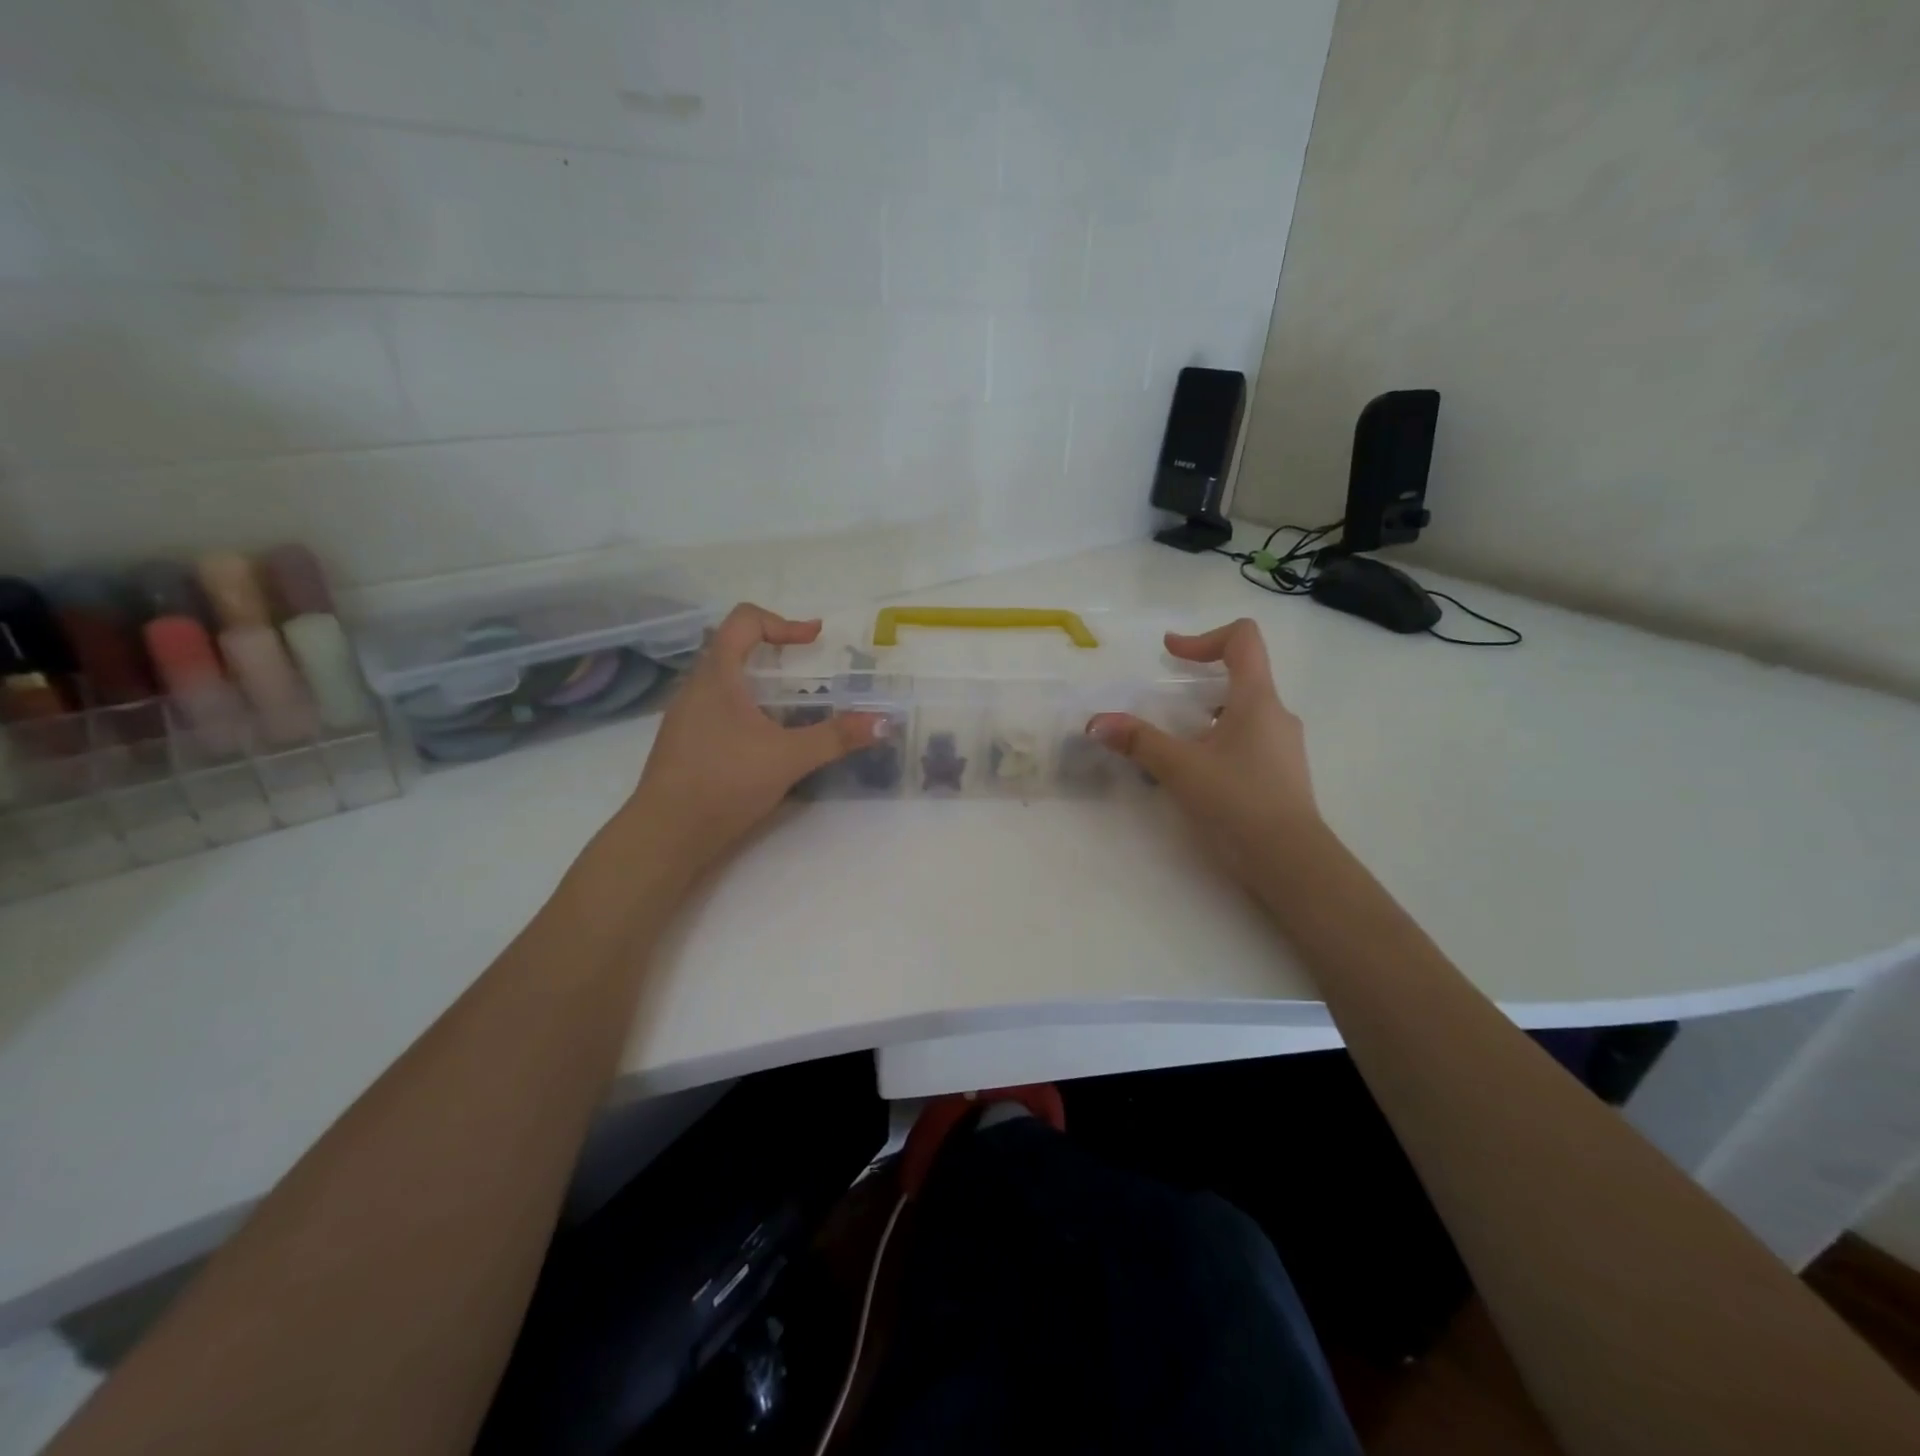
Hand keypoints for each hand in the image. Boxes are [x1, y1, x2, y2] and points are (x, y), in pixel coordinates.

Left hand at [623, 604, 881, 873]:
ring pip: (724, 680)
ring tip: (791, 706)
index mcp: (717, 675)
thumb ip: (836, 737)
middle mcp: (695, 687)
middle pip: (732, 647)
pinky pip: (717, 707)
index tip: (813, 640)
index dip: (782, 622)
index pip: (744, 620)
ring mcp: (685, 715)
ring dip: (759, 682)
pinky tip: (764, 740)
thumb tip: (882, 722)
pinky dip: (745, 708)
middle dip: (773, 651)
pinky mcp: (684, 742)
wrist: (665, 834)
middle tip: (807, 669)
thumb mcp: (789, 758)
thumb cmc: (724, 782)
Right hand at [1089, 619, 1320, 887]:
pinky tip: (1196, 775)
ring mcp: (1283, 746)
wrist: (1290, 861)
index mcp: (1257, 700)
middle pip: (1241, 677)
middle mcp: (1276, 715)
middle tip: (1164, 703)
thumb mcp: (1180, 768)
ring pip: (1243, 714)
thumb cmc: (1238, 801)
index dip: (1204, 637)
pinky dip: (1218, 744)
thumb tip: (1096, 722)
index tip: (1171, 654)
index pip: (1244, 639)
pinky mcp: (1281, 774)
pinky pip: (1247, 742)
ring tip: (1175, 744)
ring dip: (1206, 717)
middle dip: (1199, 683)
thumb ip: (1138, 741)